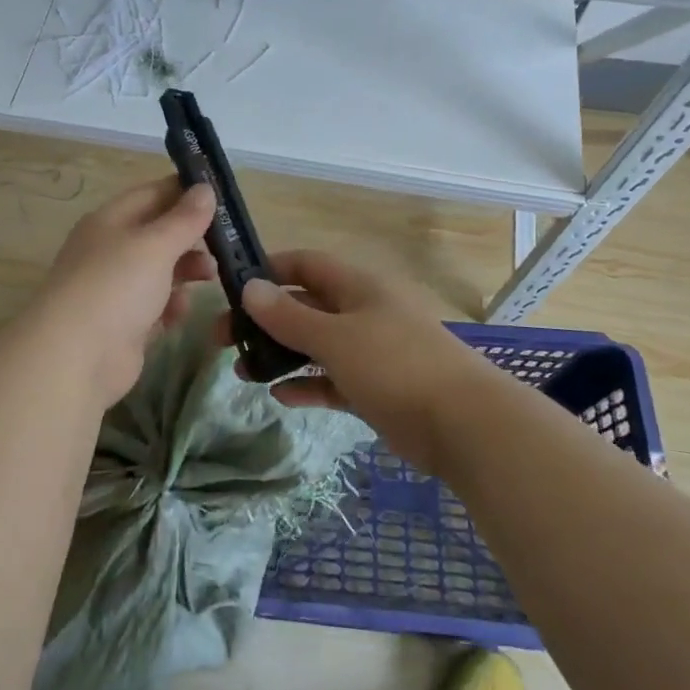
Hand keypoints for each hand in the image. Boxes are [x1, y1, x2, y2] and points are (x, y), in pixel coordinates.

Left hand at [21, 177, 217, 404]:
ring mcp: (115, 289)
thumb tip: (206, 189)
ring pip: (159, 270)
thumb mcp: (155, 245)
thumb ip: (184, 219)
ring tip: (210, 276)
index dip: (185, 192)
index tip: (222, 197)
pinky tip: (180, 312)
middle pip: (158, 233)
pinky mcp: (123, 324)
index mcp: (109, 221)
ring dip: (186, 270)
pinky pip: (155, 306)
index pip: (151, 194)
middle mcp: (110, 250)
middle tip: (225, 243)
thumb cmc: (116, 286)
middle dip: (191, 237)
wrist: (76, 358)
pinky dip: (170, 306)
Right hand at [231, 250, 495, 473]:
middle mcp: (363, 312)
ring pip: (316, 345)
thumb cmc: (395, 365)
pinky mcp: (376, 388)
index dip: (269, 270)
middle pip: (305, 306)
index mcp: (358, 287)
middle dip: (265, 320)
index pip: (306, 264)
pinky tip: (279, 397)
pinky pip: (332, 379)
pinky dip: (307, 384)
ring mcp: (371, 351)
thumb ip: (289, 316)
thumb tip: (249, 288)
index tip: (232, 287)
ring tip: (242, 370)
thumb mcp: (335, 337)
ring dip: (280, 355)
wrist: (464, 425)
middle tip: (224, 338)